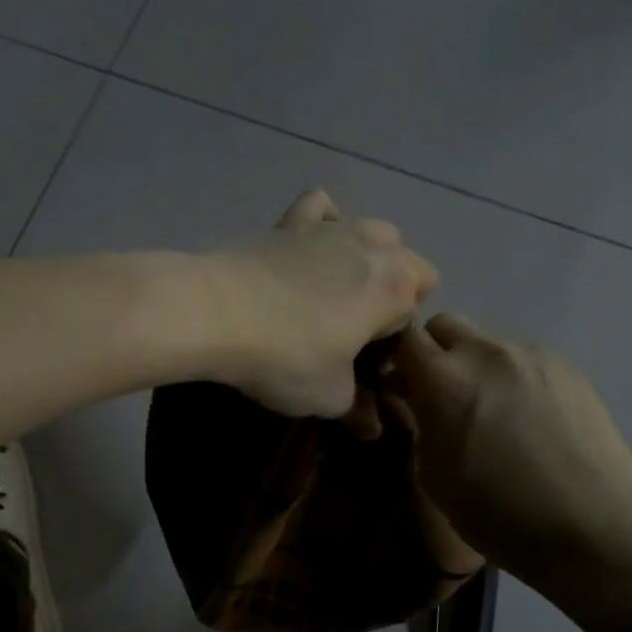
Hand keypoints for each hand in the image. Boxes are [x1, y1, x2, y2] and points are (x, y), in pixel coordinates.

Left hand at [205, 190, 437, 418]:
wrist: (216, 312)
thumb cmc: (287, 358)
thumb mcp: (329, 396)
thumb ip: (357, 406)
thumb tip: (369, 423)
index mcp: (395, 289)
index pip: (414, 312)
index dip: (394, 341)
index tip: (365, 364)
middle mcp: (373, 248)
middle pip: (409, 265)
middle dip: (395, 294)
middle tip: (357, 330)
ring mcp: (332, 229)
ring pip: (375, 231)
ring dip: (370, 258)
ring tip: (338, 291)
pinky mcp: (290, 222)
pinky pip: (322, 208)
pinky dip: (325, 221)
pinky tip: (312, 245)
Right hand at [387, 313, 631, 587]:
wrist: (593, 529)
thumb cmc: (498, 514)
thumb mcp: (433, 476)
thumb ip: (418, 424)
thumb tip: (416, 401)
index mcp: (444, 378)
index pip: (402, 336)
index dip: (393, 357)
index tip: (396, 385)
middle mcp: (486, 352)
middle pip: (444, 325)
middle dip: (434, 353)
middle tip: (439, 395)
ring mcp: (532, 354)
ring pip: (486, 341)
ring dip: (474, 364)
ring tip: (490, 410)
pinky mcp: (567, 367)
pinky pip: (523, 357)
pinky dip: (511, 376)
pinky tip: (527, 417)